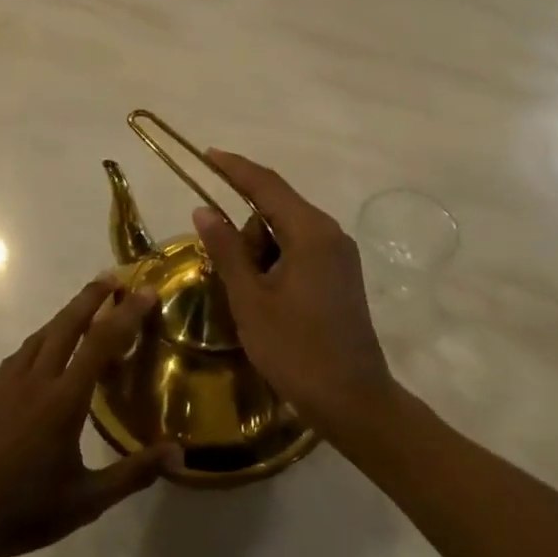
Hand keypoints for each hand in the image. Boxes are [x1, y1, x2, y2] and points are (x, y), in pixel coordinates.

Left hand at [0, 277, 181, 556]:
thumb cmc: (24, 511)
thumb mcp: (86, 500)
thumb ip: (133, 474)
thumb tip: (179, 455)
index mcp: (63, 400)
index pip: (101, 342)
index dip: (126, 314)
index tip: (146, 292)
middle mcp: (36, 379)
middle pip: (67, 323)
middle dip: (92, 296)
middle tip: (114, 278)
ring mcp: (8, 382)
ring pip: (42, 333)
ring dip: (67, 313)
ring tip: (87, 306)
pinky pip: (23, 351)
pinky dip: (44, 336)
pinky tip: (47, 348)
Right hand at [193, 150, 396, 437]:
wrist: (354, 402)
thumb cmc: (296, 350)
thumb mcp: (250, 300)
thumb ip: (226, 250)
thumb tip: (203, 209)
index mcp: (310, 233)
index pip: (266, 185)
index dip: (234, 168)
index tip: (207, 154)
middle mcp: (330, 233)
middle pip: (275, 210)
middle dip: (246, 233)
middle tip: (233, 278)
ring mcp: (340, 255)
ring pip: (286, 233)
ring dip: (260, 253)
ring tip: (253, 300)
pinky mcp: (342, 275)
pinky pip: (300, 251)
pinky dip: (276, 263)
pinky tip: (269, 299)